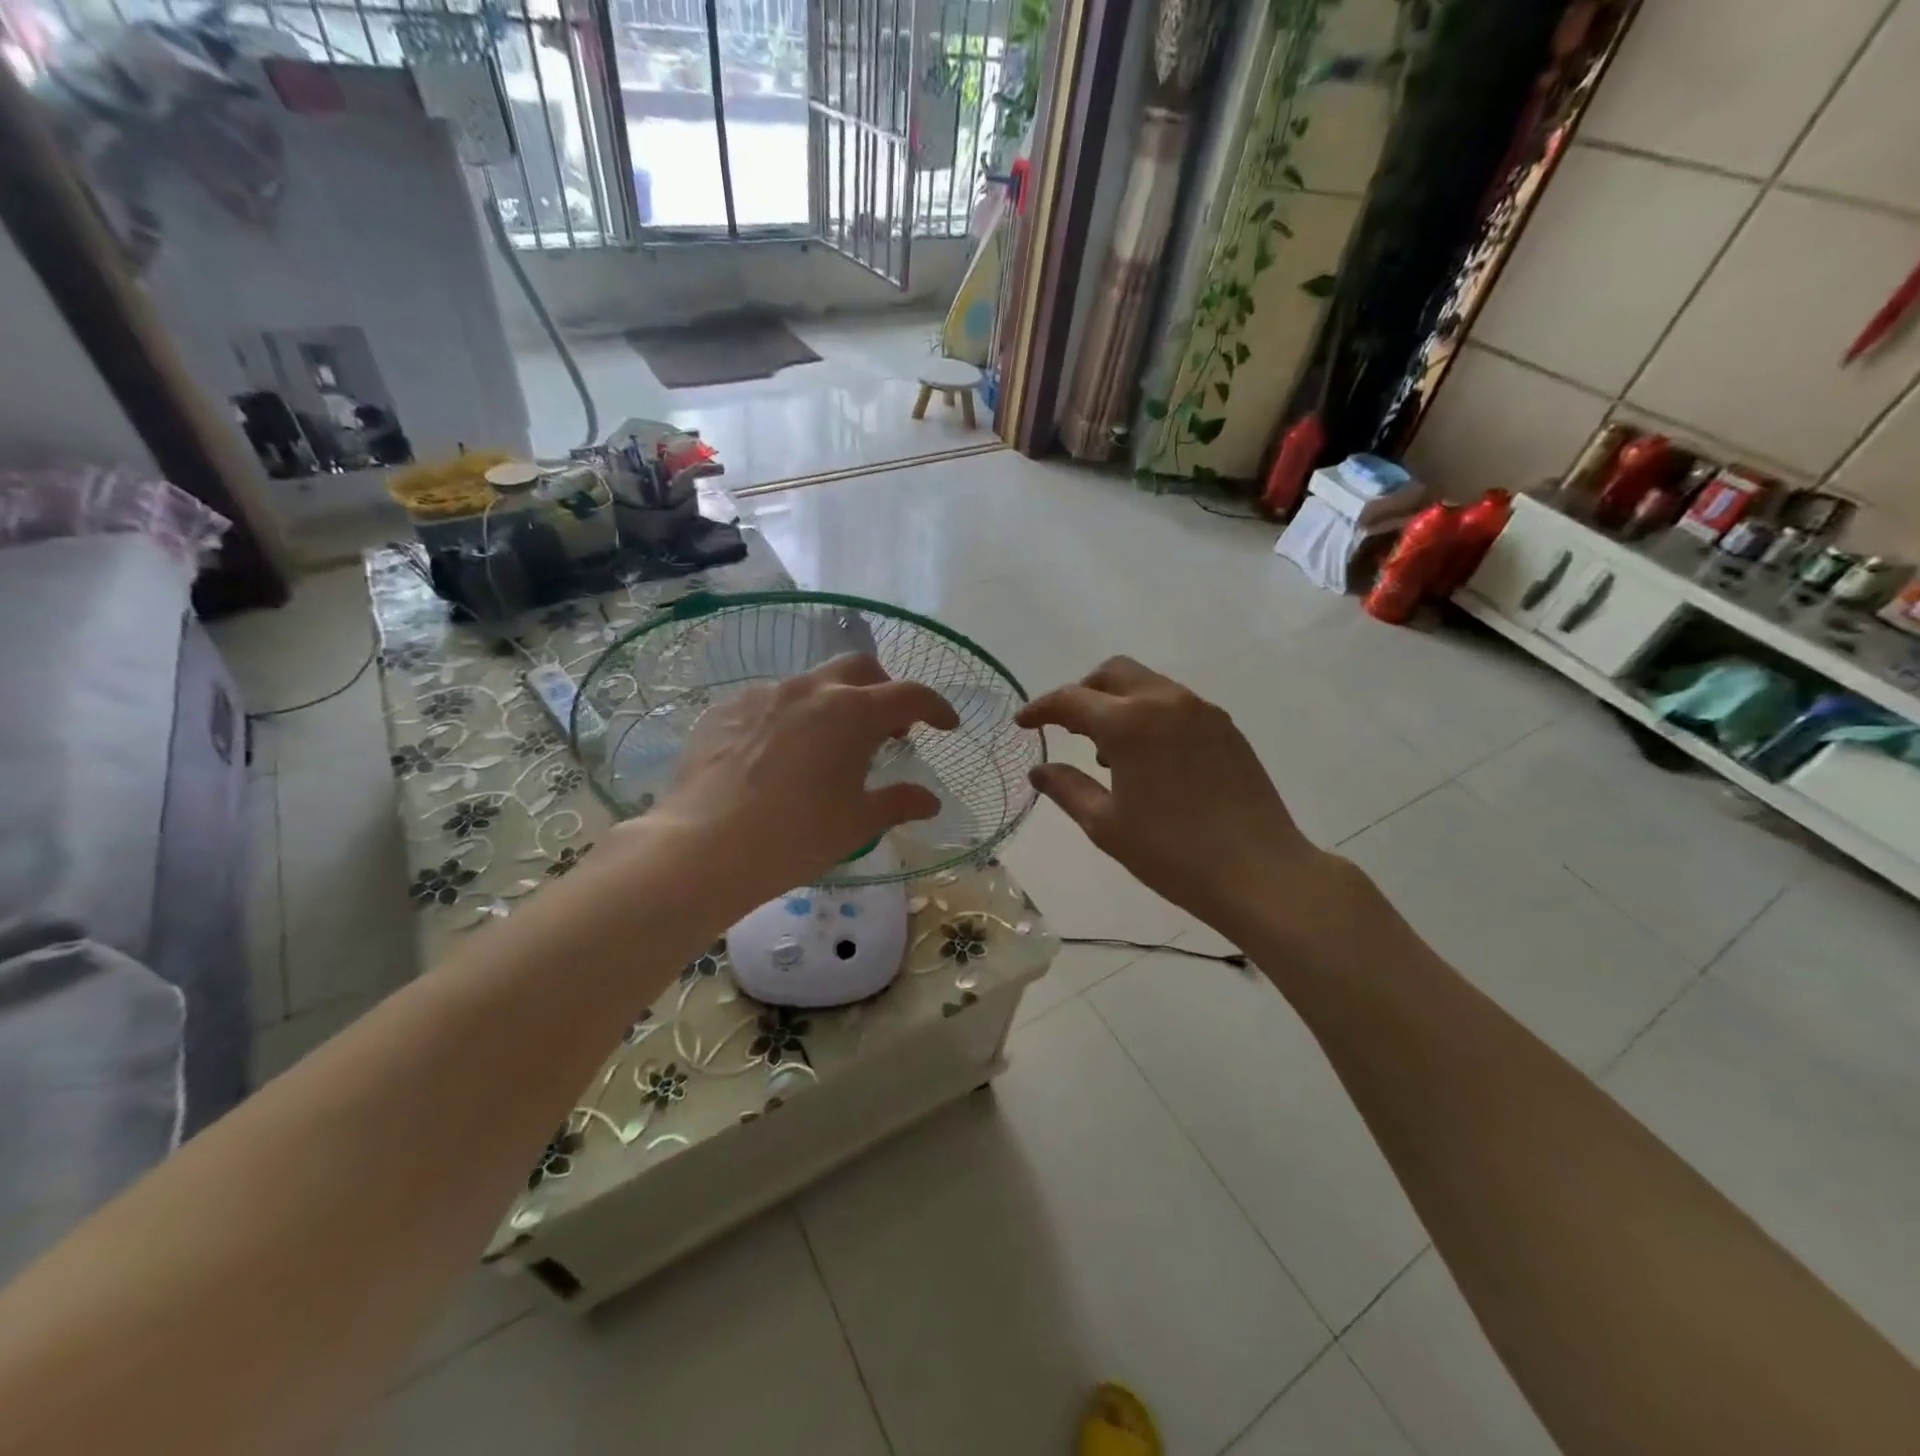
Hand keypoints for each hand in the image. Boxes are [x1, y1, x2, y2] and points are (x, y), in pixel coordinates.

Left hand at [653, 653, 959, 899]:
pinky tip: (780, 753)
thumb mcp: (856, 824)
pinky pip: (770, 700)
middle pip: (860, 668)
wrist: (703, 848)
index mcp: (852, 713)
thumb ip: (898, 803)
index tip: (947, 725)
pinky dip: (791, 715)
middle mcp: (810, 690)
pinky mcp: (726, 708)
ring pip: (812, 683)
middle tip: (890, 728)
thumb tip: (930, 801)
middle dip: (884, 689)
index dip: (936, 707)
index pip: (909, 694)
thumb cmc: (795, 837)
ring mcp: (763, 694)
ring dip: (835, 703)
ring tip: (830, 745)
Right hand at [1015, 656, 1362, 949]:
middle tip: (1066, 727)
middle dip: (1082, 692)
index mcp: (1129, 723)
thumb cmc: (1171, 853)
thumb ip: (1067, 788)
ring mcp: (1202, 711)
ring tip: (1106, 752)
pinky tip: (1148, 759)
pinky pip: (1176, 705)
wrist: (1259, 872)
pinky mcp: (1226, 728)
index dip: (1041, 709)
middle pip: (1113, 673)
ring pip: (1148, 684)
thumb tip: (1039, 770)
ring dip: (1118, 703)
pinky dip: (1149, 715)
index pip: (1072, 699)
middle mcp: (1165, 702)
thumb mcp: (1106, 825)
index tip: (1023, 723)